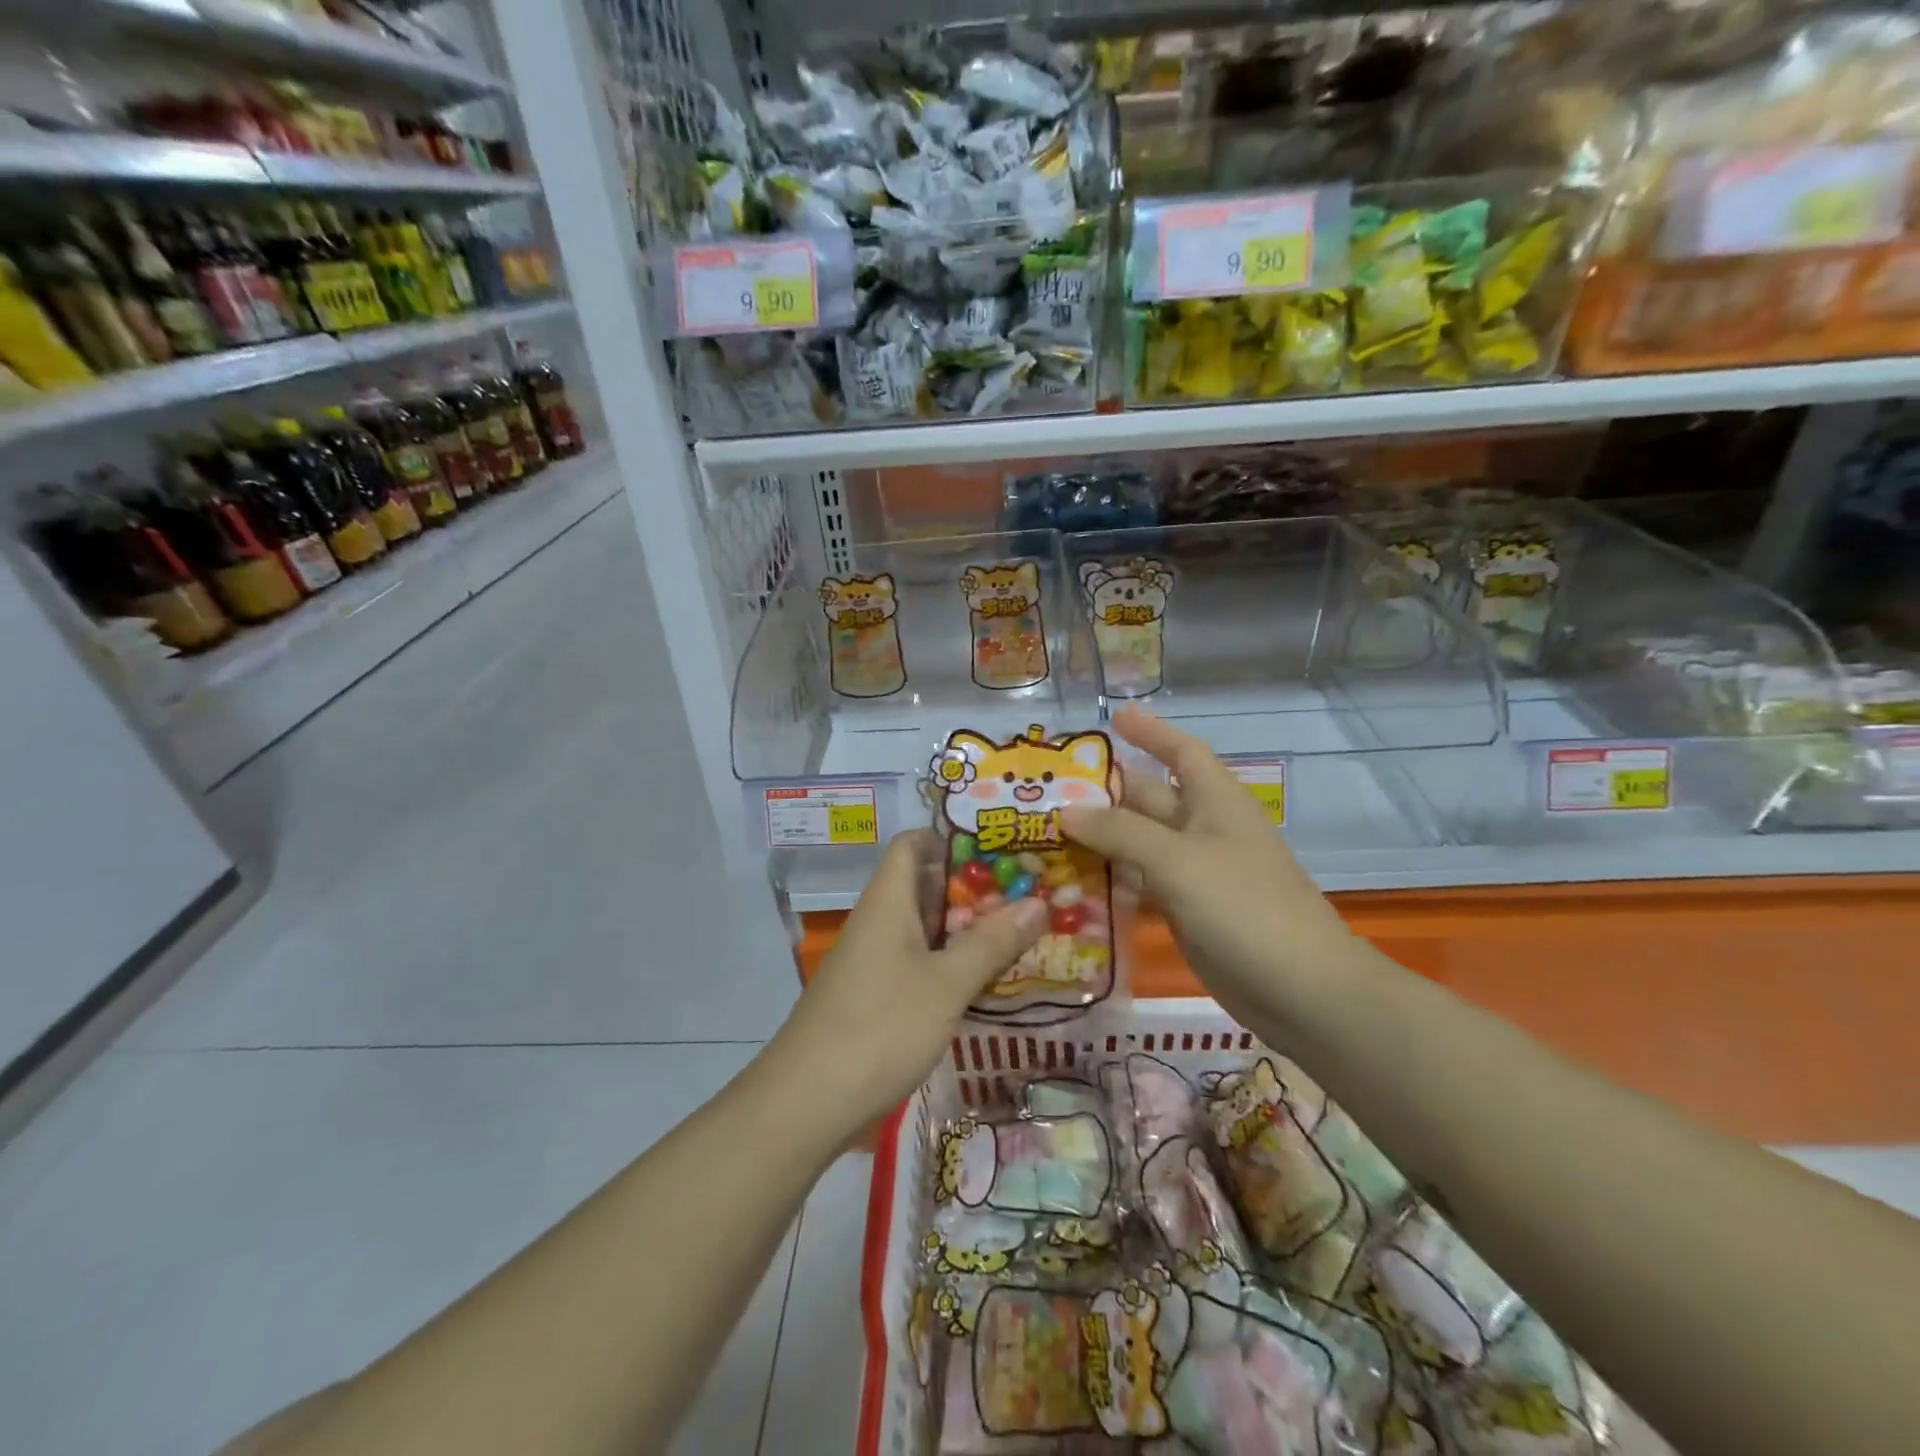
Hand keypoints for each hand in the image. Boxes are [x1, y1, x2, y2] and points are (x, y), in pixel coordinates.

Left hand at [772, 830, 1046, 1126]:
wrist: (806, 1102)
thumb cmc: (880, 1027)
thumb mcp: (946, 984)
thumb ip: (991, 942)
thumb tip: (1038, 900)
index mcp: (887, 901)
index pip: (913, 844)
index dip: (951, 838)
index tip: (999, 848)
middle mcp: (876, 921)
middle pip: (923, 885)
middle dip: (972, 888)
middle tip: (1026, 892)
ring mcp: (872, 960)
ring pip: (922, 927)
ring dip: (963, 927)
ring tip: (1017, 932)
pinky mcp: (872, 995)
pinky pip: (915, 960)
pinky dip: (948, 961)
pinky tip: (982, 980)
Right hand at [1061, 706, 1358, 1033]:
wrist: (1301, 990)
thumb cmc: (1244, 907)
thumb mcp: (1178, 860)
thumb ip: (1120, 832)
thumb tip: (1066, 809)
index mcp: (1215, 802)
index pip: (1182, 752)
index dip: (1151, 731)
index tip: (1114, 716)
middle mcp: (1204, 830)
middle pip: (1150, 798)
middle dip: (1106, 791)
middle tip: (1051, 787)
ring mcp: (1196, 873)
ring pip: (1140, 843)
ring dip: (1101, 837)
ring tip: (1047, 831)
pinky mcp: (1188, 911)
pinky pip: (1142, 882)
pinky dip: (1112, 878)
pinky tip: (1075, 882)